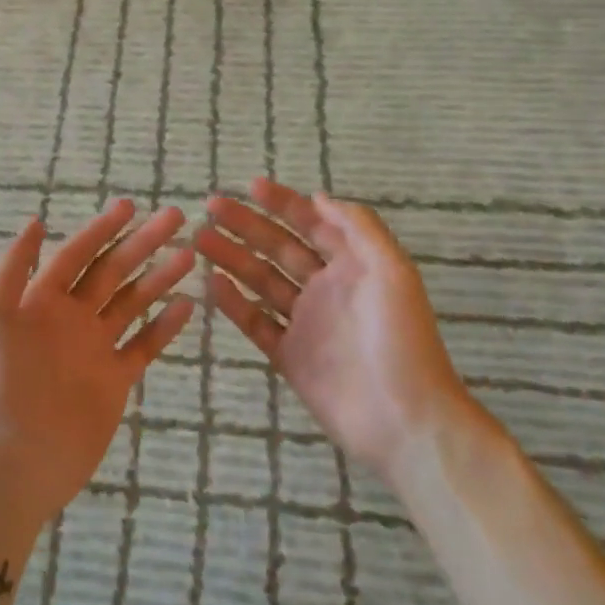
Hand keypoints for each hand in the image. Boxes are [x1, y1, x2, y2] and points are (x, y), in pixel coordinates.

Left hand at [0, 199, 196, 531]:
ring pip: (132, 303)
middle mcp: (71, 318)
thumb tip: (34, 222)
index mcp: (42, 300)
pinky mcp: (114, 379)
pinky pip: (143, 345)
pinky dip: (164, 325)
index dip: (101, 228)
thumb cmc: (1, 382)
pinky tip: (186, 305)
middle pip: (112, 271)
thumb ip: (11, 267)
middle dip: (141, 243)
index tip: (130, 205)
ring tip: (188, 256)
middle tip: (174, 217)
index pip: (77, 254)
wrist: (19, 457)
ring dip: (159, 277)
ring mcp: (95, 348)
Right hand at [196, 179, 469, 483]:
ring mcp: (305, 323)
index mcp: (353, 266)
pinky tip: (211, 283)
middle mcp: (326, 289)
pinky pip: (256, 323)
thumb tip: (319, 196)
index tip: (250, 186)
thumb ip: (358, 228)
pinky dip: (234, 303)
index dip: (283, 203)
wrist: (403, 419)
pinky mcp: (290, 356)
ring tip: (200, 239)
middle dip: (247, 225)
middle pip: (279, 248)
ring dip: (232, 258)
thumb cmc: (401, 339)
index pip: (312, 224)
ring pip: (261, 281)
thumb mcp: (392, 271)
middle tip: (211, 207)